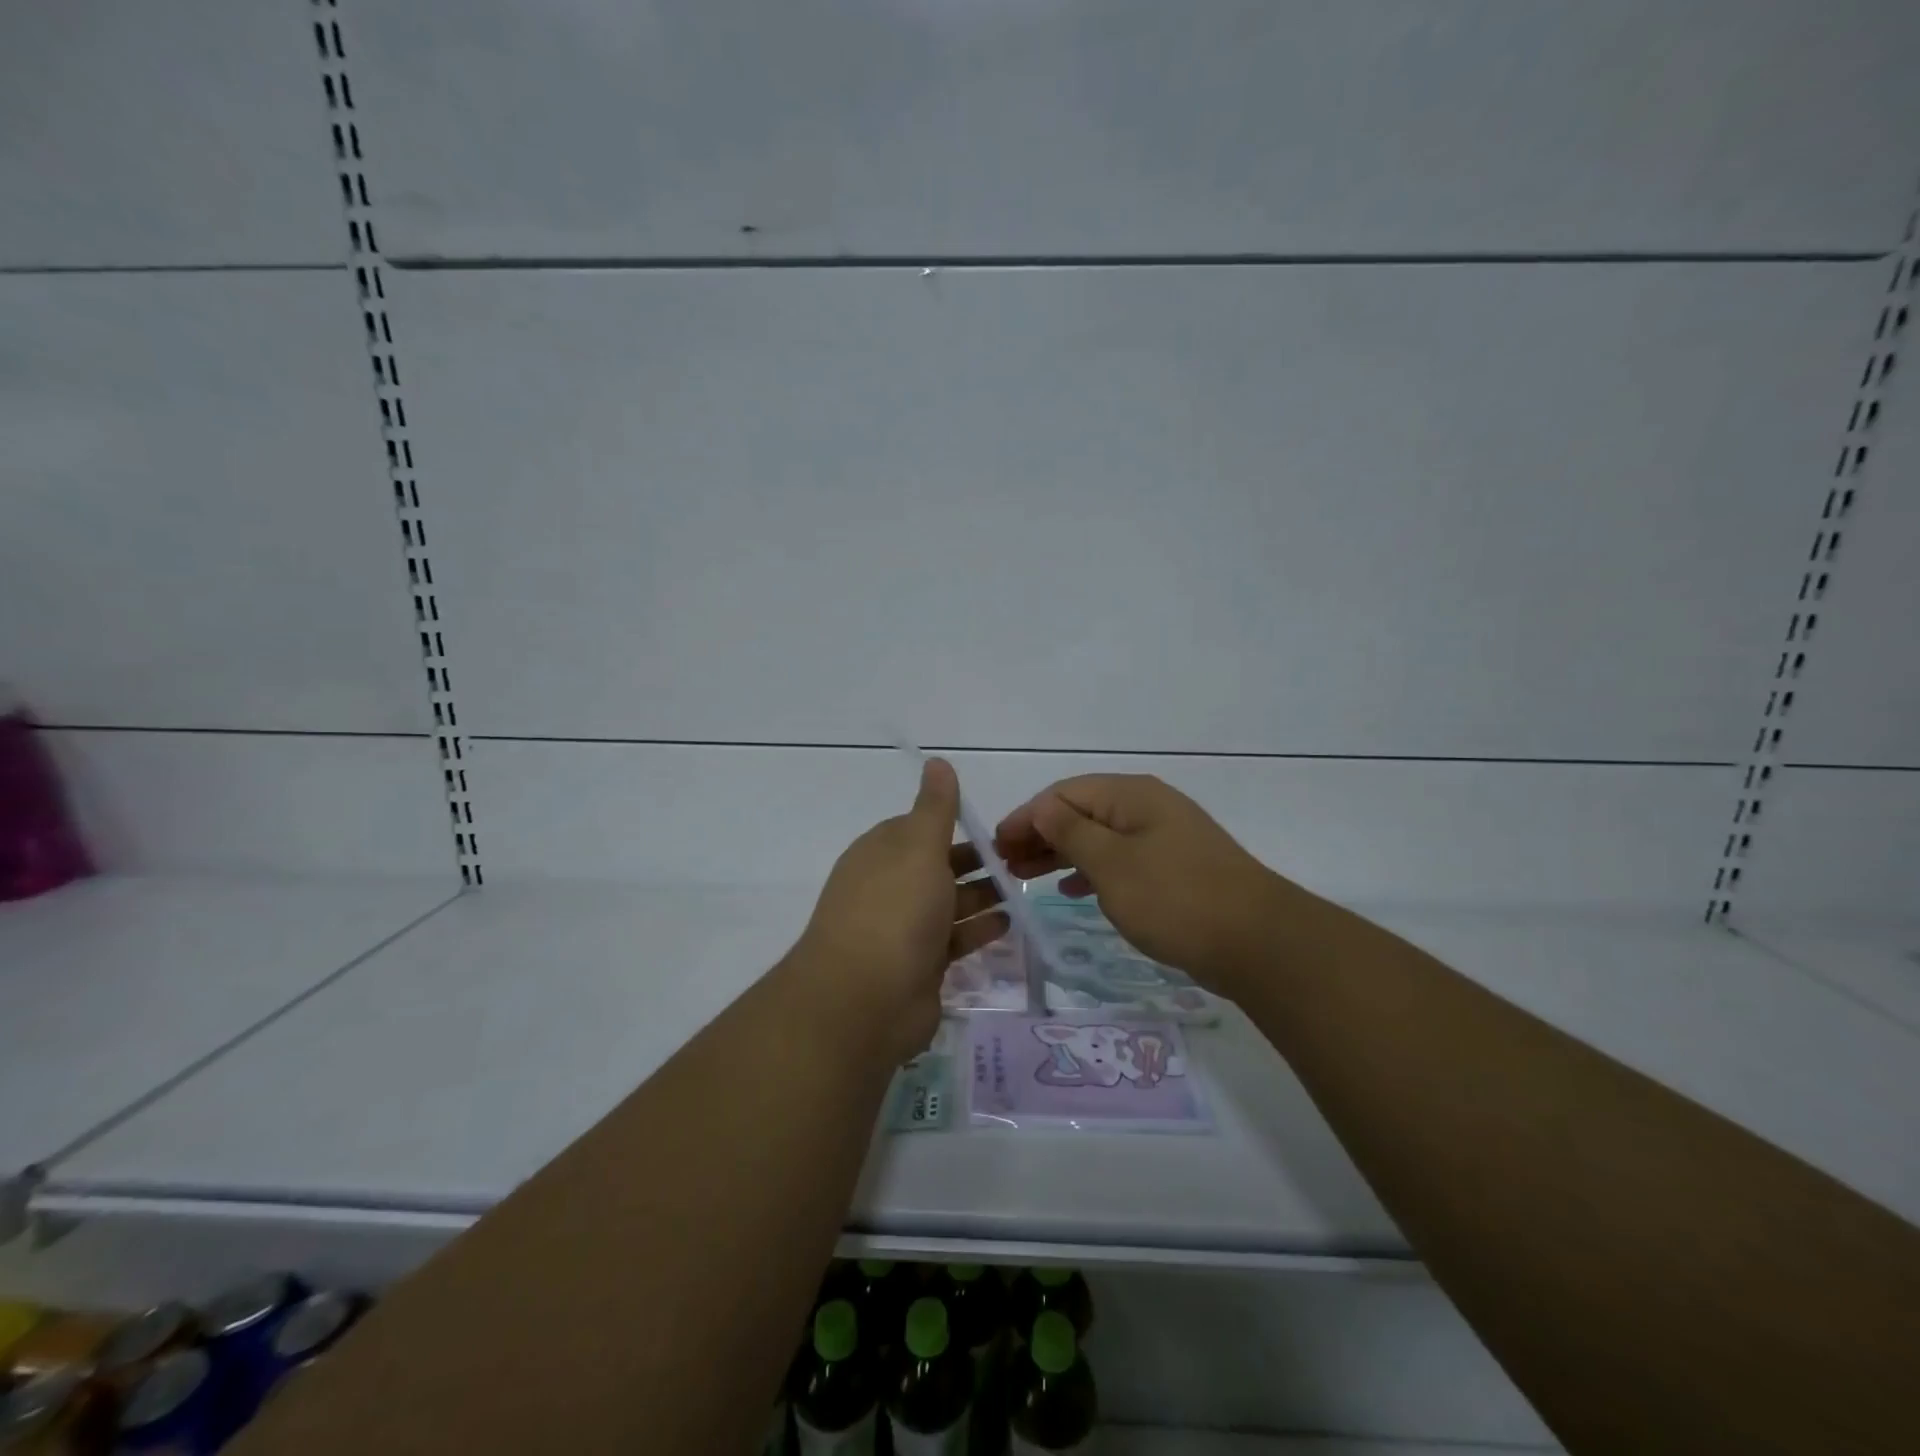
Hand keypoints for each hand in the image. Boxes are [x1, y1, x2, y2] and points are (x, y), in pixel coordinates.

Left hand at [790, 758, 1007, 1064]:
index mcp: (881, 853)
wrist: (864, 1001)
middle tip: (1021, 860)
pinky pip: (954, 940)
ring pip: (948, 904)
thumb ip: (935, 807)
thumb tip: (936, 760)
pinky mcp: (919, 967)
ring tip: (1022, 889)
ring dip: (982, 895)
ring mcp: (903, 930)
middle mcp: (889, 888)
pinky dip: (979, 930)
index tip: (994, 827)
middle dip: (975, 862)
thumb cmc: (895, 910)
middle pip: (937, 867)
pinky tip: (1008, 923)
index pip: (918, 829)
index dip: (953, 825)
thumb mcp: (918, 846)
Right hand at [994, 773, 1300, 994]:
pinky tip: (1073, 889)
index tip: (996, 846)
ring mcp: (1163, 837)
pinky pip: (1119, 859)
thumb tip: (1041, 808)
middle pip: (1080, 812)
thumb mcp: (1112, 864)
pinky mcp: (1174, 868)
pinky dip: (1091, 871)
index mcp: (1131, 795)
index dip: (1026, 817)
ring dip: (1060, 854)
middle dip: (1040, 835)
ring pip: (1098, 837)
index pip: (1063, 794)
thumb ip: (1071, 832)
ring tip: (1025, 877)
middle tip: (1005, 865)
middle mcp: (1146, 807)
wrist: (1257, 942)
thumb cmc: (1174, 898)